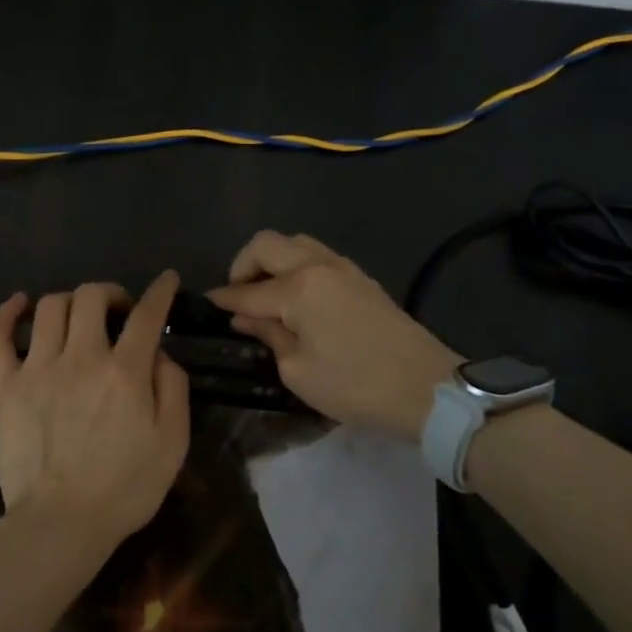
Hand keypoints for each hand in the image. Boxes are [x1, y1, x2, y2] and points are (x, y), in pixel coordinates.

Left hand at [0, 272, 191, 577]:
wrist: (61, 523)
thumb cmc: (124, 489)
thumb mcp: (172, 444)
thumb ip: (173, 390)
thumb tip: (159, 354)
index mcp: (125, 372)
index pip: (147, 315)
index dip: (160, 291)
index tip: (167, 280)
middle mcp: (81, 358)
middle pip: (91, 297)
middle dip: (110, 293)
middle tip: (118, 311)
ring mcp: (38, 369)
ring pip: (50, 307)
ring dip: (70, 302)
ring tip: (79, 317)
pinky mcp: (6, 386)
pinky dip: (7, 313)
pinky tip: (19, 304)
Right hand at [208, 232, 462, 440]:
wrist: (426, 388)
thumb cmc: (354, 385)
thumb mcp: (297, 370)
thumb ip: (268, 335)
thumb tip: (246, 316)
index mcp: (298, 288)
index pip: (248, 291)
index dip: (224, 298)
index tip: (205, 302)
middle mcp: (318, 266)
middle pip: (267, 245)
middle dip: (243, 265)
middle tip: (238, 296)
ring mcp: (344, 268)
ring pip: (295, 243)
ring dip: (272, 260)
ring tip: (265, 293)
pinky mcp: (361, 279)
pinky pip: (317, 256)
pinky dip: (296, 266)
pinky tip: (295, 296)